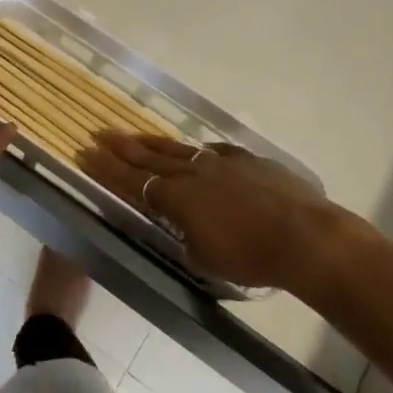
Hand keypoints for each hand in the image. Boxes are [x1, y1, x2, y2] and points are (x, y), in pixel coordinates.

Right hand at [78, 132, 345, 293]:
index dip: (106, 169)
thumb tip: (182, 229)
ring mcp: (221, 161)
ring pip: (178, 148)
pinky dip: (197, 152)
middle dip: (122, 147)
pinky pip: (213, 152)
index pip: (131, 181)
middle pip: (149, 157)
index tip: (86, 154)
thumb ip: (186, 239)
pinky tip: (196, 152)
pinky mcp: (248, 159)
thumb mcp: (205, 259)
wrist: (307, 237)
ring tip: (134, 136)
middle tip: (100, 133)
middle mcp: (192, 172)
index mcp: (176, 197)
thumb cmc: (251, 257)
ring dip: (153, 143)